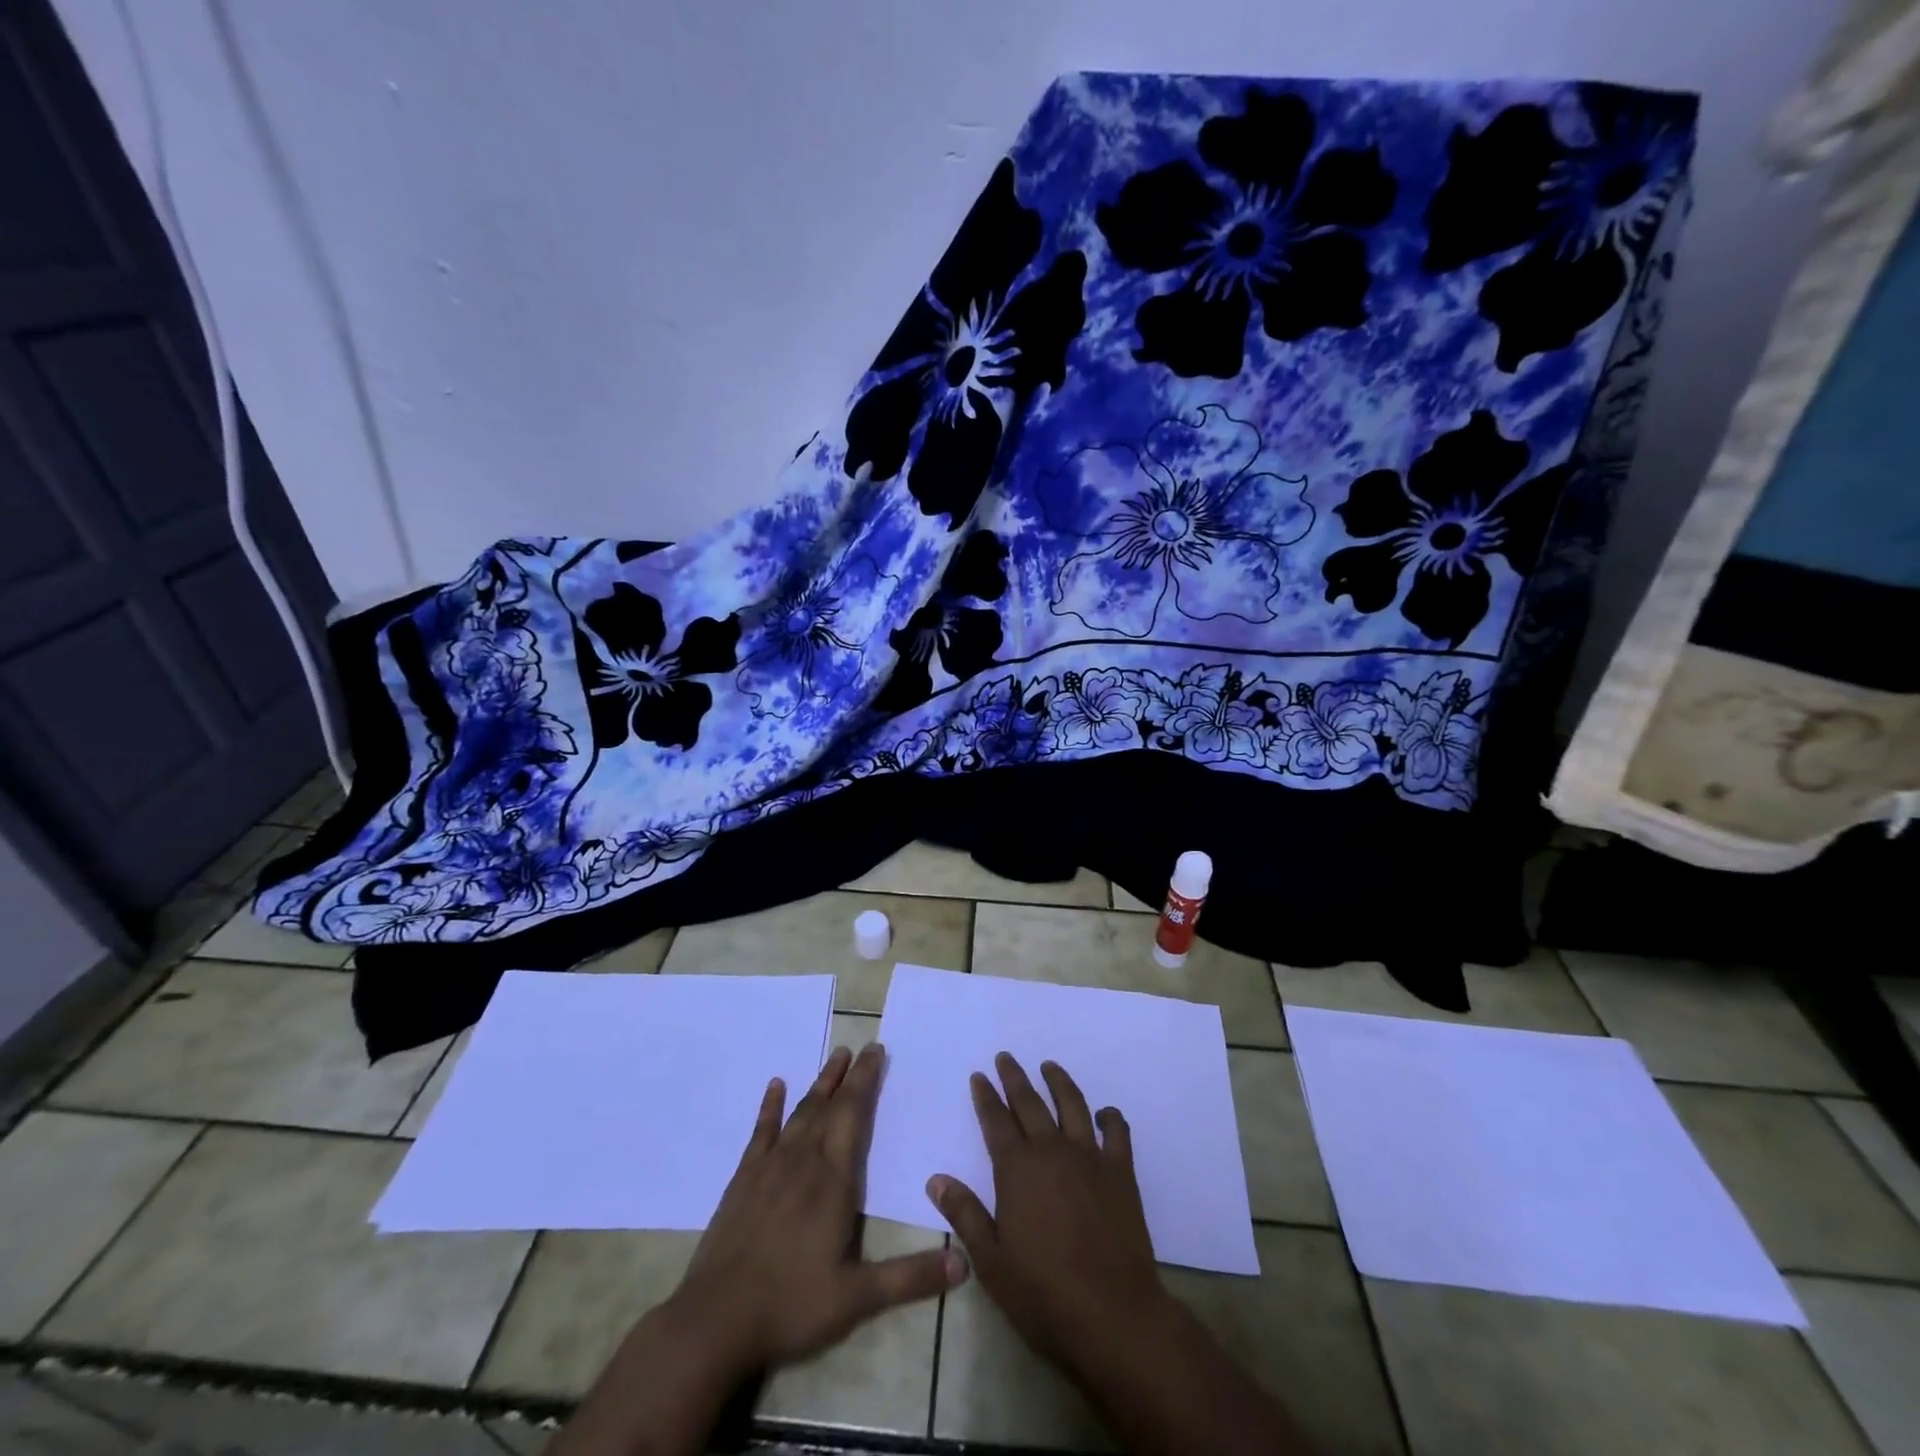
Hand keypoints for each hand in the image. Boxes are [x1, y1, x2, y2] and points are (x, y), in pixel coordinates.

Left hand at [670, 1041, 967, 1373]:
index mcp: (833, 1180)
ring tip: (834, 1058)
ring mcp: (769, 1167)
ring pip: (800, 1113)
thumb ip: (910, 1277)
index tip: (877, 1051)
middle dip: (848, 1075)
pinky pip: (761, 1132)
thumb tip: (964, 1264)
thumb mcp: (857, 1299)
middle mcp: (803, 1161)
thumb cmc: (791, 1305)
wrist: (715, 1320)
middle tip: (862, 1046)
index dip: (866, 1081)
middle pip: (829, 1105)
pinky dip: (770, 1107)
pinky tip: (776, 1086)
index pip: (854, 1115)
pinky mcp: (743, 1180)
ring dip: (819, 1084)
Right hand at [927, 1053, 1169, 1379]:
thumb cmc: (1042, 1293)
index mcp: (1017, 1169)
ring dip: (1058, 1082)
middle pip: (1030, 1103)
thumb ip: (964, 1213)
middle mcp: (1051, 1151)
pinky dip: (1110, 1117)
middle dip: (1015, 1077)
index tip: (979, 1076)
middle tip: (1006, 1058)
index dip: (985, 1096)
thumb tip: (936, 1179)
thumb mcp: (991, 1260)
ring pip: (1072, 1105)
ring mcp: (1090, 1158)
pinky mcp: (1121, 1173)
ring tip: (1049, 1066)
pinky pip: (1117, 1132)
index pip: (995, 1120)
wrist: (1112, 1315)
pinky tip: (1104, 1113)